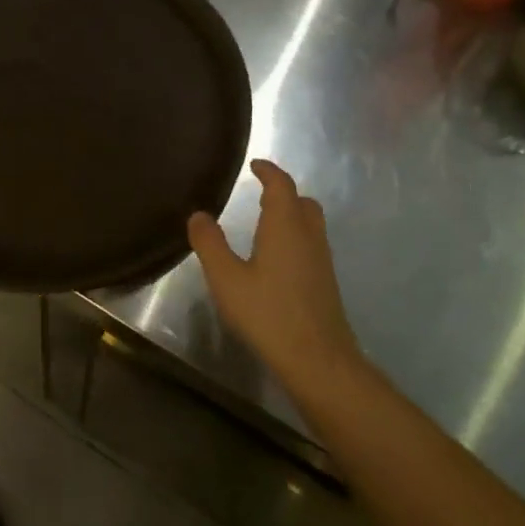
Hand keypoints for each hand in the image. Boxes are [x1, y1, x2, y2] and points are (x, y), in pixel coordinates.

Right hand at [188, 160, 362, 403]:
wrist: (318, 360)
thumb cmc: (268, 313)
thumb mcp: (226, 278)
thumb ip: (210, 243)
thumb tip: (199, 215)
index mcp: (286, 226)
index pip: (282, 185)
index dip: (269, 171)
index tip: (255, 165)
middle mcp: (309, 237)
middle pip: (303, 202)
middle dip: (283, 193)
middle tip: (260, 193)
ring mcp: (322, 261)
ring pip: (311, 224)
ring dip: (291, 215)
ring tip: (264, 223)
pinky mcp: (325, 283)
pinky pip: (311, 245)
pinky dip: (295, 238)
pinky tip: (276, 259)